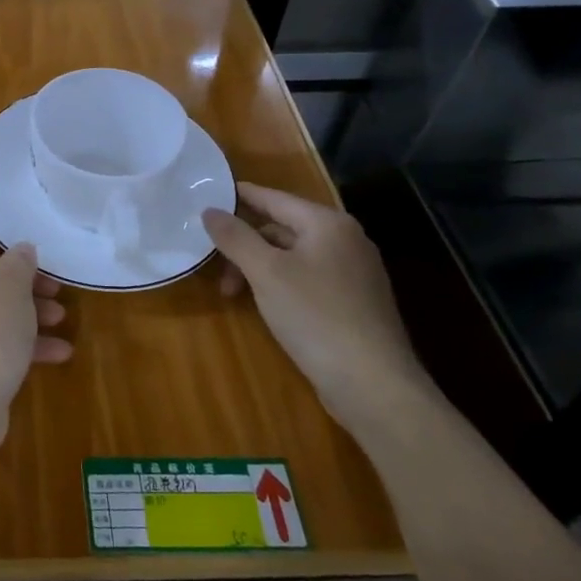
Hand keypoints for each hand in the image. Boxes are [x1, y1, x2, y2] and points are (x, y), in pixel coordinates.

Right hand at [203, 183, 433, 435]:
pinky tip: (266, 305)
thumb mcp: (266, 272)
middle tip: (215, 267)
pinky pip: (308, 278)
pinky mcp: (355, 303)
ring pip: (294, 255)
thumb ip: (235, 237)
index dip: (240, 196)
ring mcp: (354, 273)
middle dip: (245, 244)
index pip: (274, 198)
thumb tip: (209, 210)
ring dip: (259, 267)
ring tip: (235, 294)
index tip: (207, 196)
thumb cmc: (315, 316)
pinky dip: (280, 283)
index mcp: (328, 224)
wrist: (373, 384)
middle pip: (283, 228)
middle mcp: (346, 240)